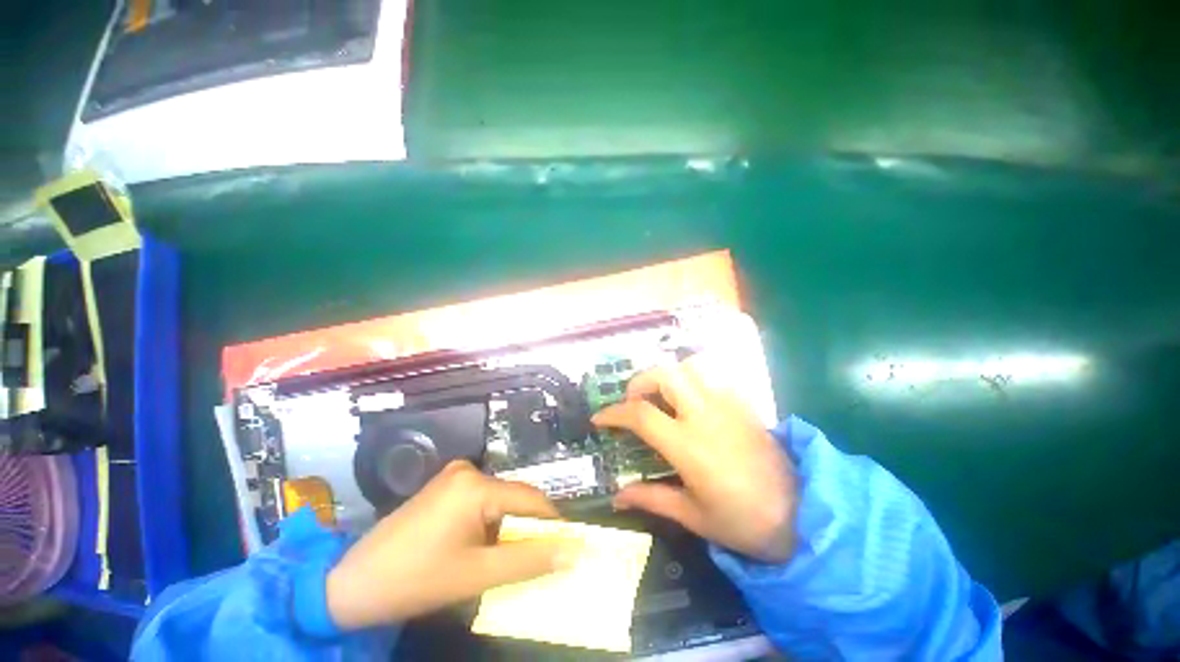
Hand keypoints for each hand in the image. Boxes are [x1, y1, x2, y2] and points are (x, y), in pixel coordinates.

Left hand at [325, 460, 579, 629]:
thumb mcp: (477, 575)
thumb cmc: (415, 580)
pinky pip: (481, 501)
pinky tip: (484, 545)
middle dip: (529, 528)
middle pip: (514, 498)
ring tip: (512, 556)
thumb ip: (529, 561)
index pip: (531, 499)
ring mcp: (454, 476)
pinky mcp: (444, 486)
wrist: (351, 584)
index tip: (568, 547)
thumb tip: (572, 552)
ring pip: (499, 500)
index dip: (553, 523)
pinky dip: (491, 522)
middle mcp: (468, 470)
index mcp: (477, 485)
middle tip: (540, 558)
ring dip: (509, 526)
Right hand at [592, 357, 796, 561]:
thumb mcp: (693, 516)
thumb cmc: (743, 522)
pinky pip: (713, 376)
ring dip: (669, 375)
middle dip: (640, 381)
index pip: (640, 414)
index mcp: (688, 445)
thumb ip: (651, 499)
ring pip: (691, 367)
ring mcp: (727, 404)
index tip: (600, 418)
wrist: (804, 516)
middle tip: (634, 401)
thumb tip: (616, 497)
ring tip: (662, 397)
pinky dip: (693, 379)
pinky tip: (691, 401)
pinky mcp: (744, 403)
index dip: (614, 413)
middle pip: (665, 374)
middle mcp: (705, 415)